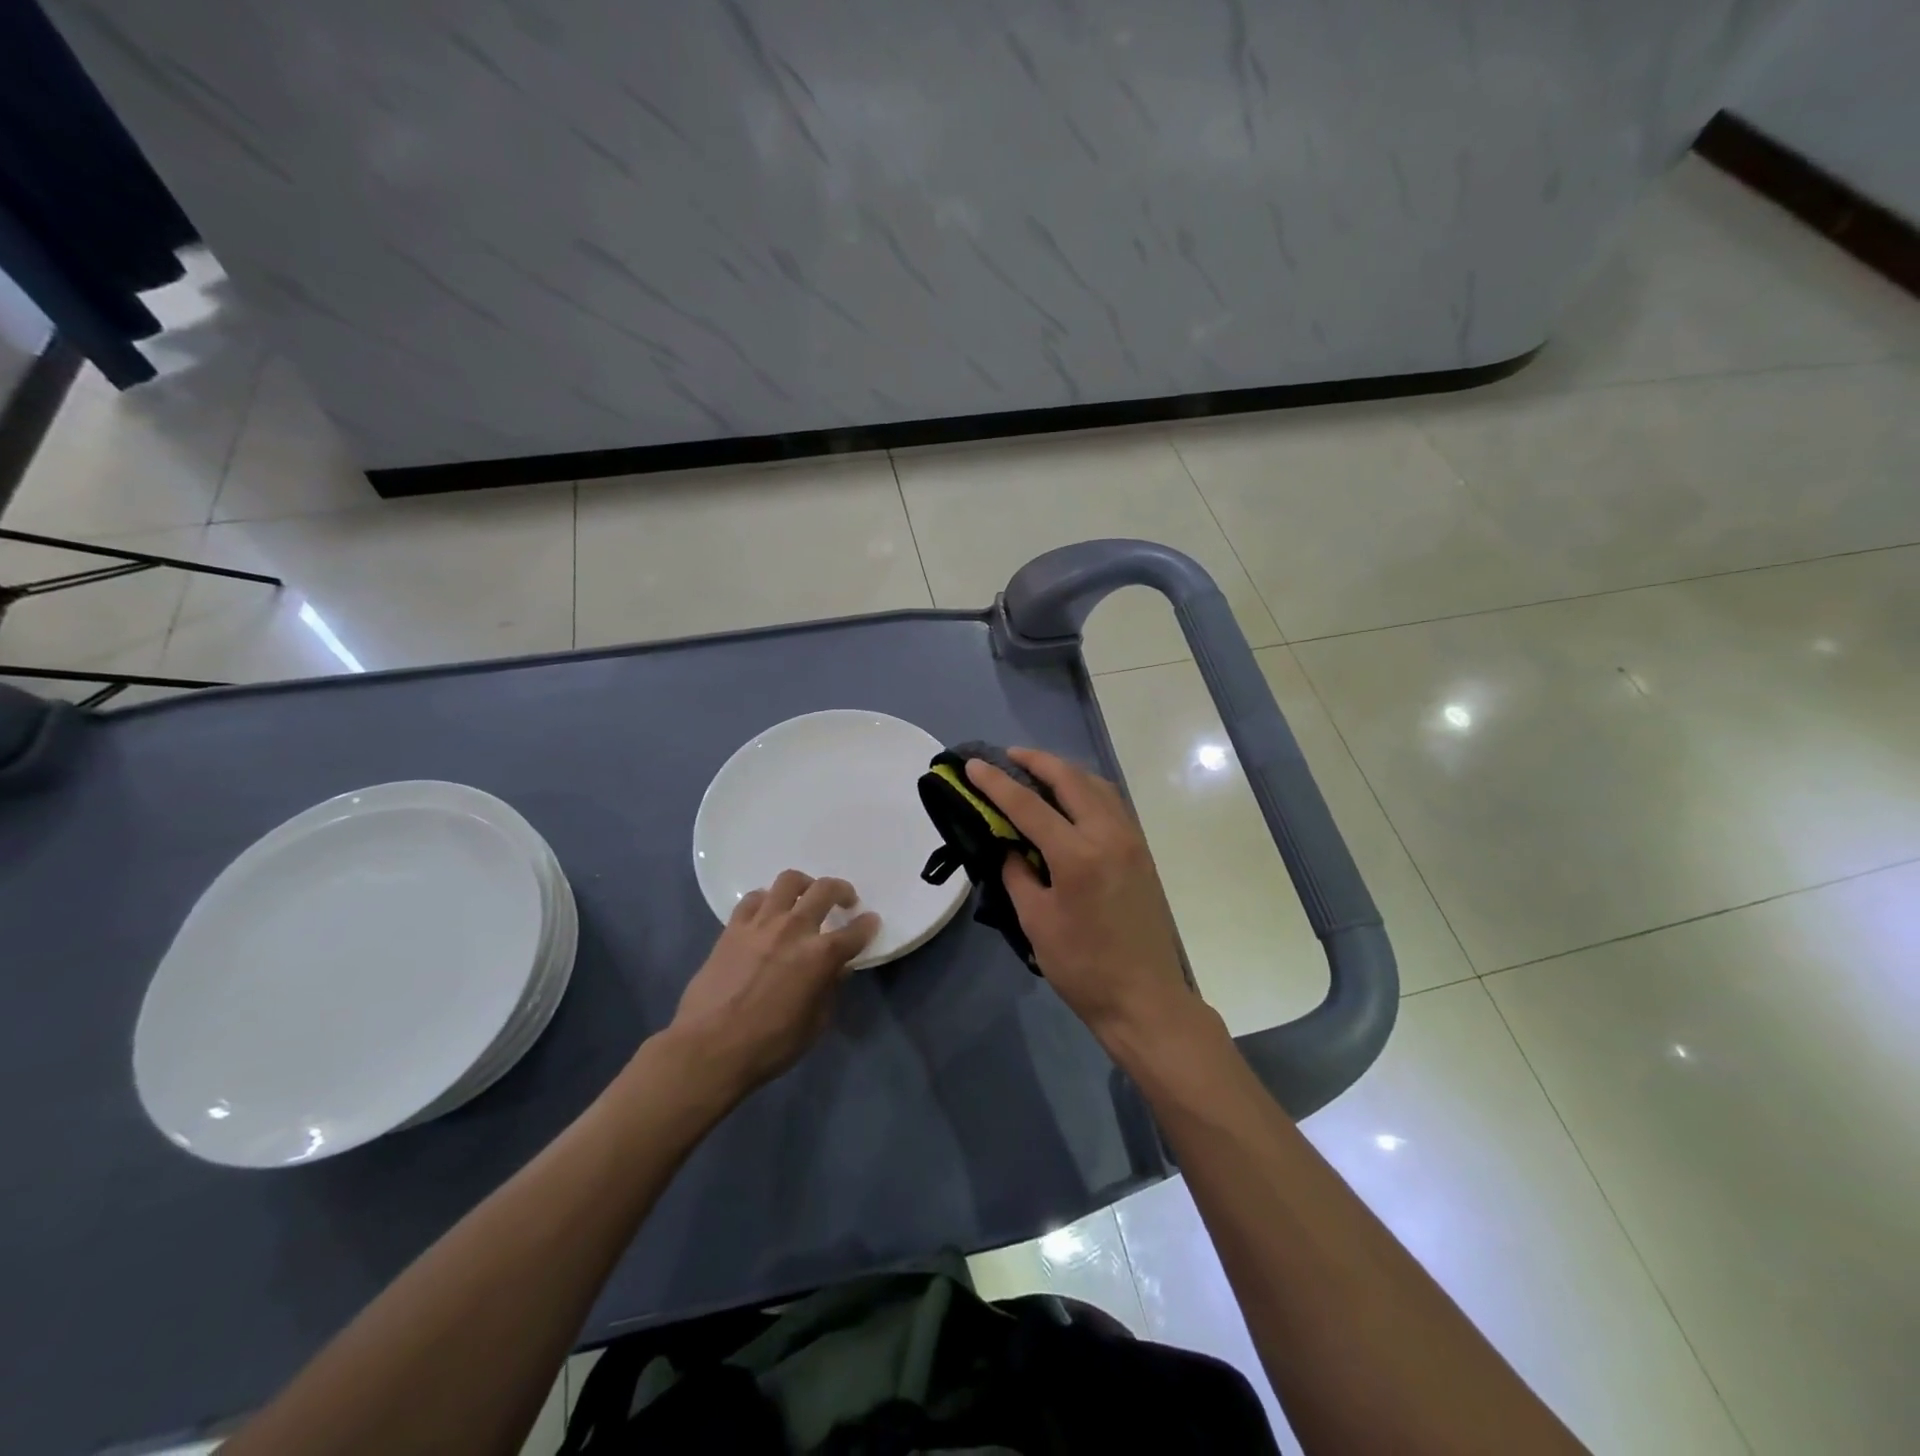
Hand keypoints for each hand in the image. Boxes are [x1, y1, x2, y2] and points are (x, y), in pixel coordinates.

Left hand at [667, 870, 878, 1096]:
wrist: (709, 1049)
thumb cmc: (769, 1045)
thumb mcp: (814, 1025)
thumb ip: (829, 990)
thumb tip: (837, 969)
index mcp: (821, 956)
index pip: (855, 931)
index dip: (867, 925)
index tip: (870, 922)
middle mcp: (794, 929)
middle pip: (825, 890)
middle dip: (842, 891)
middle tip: (844, 901)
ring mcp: (761, 924)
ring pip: (788, 881)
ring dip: (804, 885)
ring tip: (805, 897)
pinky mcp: (733, 928)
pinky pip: (753, 899)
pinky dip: (766, 900)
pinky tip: (768, 912)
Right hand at [964, 748, 1198, 1048]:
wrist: (1144, 999)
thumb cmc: (1083, 967)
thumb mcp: (1036, 921)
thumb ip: (1018, 874)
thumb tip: (1009, 846)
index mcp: (1077, 855)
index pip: (1028, 806)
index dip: (996, 783)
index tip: (974, 765)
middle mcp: (1109, 835)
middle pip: (1070, 779)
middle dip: (1037, 761)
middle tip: (1008, 756)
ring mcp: (1131, 840)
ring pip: (1097, 786)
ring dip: (1065, 771)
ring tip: (1038, 771)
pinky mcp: (1142, 852)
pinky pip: (1112, 804)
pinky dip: (1087, 789)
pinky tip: (1071, 799)